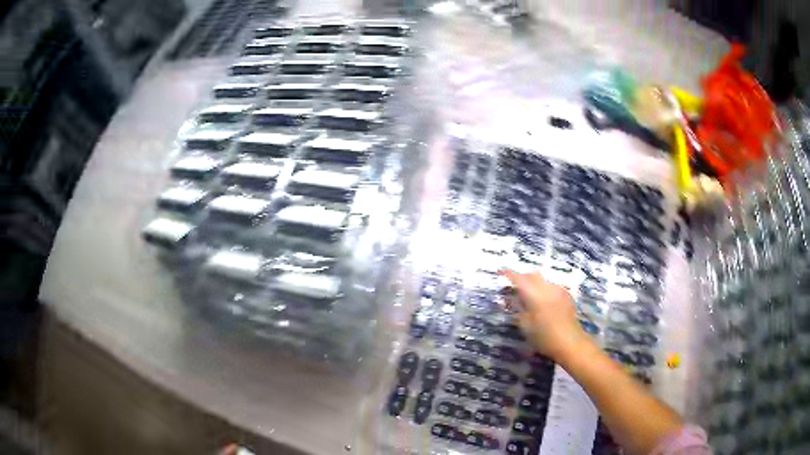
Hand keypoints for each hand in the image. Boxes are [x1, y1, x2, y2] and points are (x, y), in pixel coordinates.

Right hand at [500, 270, 593, 361]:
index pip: (519, 279)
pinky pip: (551, 286)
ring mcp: (558, 290)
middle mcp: (547, 288)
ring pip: (542, 280)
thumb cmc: (545, 337)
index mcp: (535, 294)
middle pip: (532, 275)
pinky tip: (541, 301)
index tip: (499, 273)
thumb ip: (517, 309)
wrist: (571, 342)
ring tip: (527, 295)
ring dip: (532, 283)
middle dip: (521, 278)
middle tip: (512, 287)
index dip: (508, 274)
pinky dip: (542, 289)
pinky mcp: (566, 295)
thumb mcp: (525, 326)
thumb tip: (509, 299)